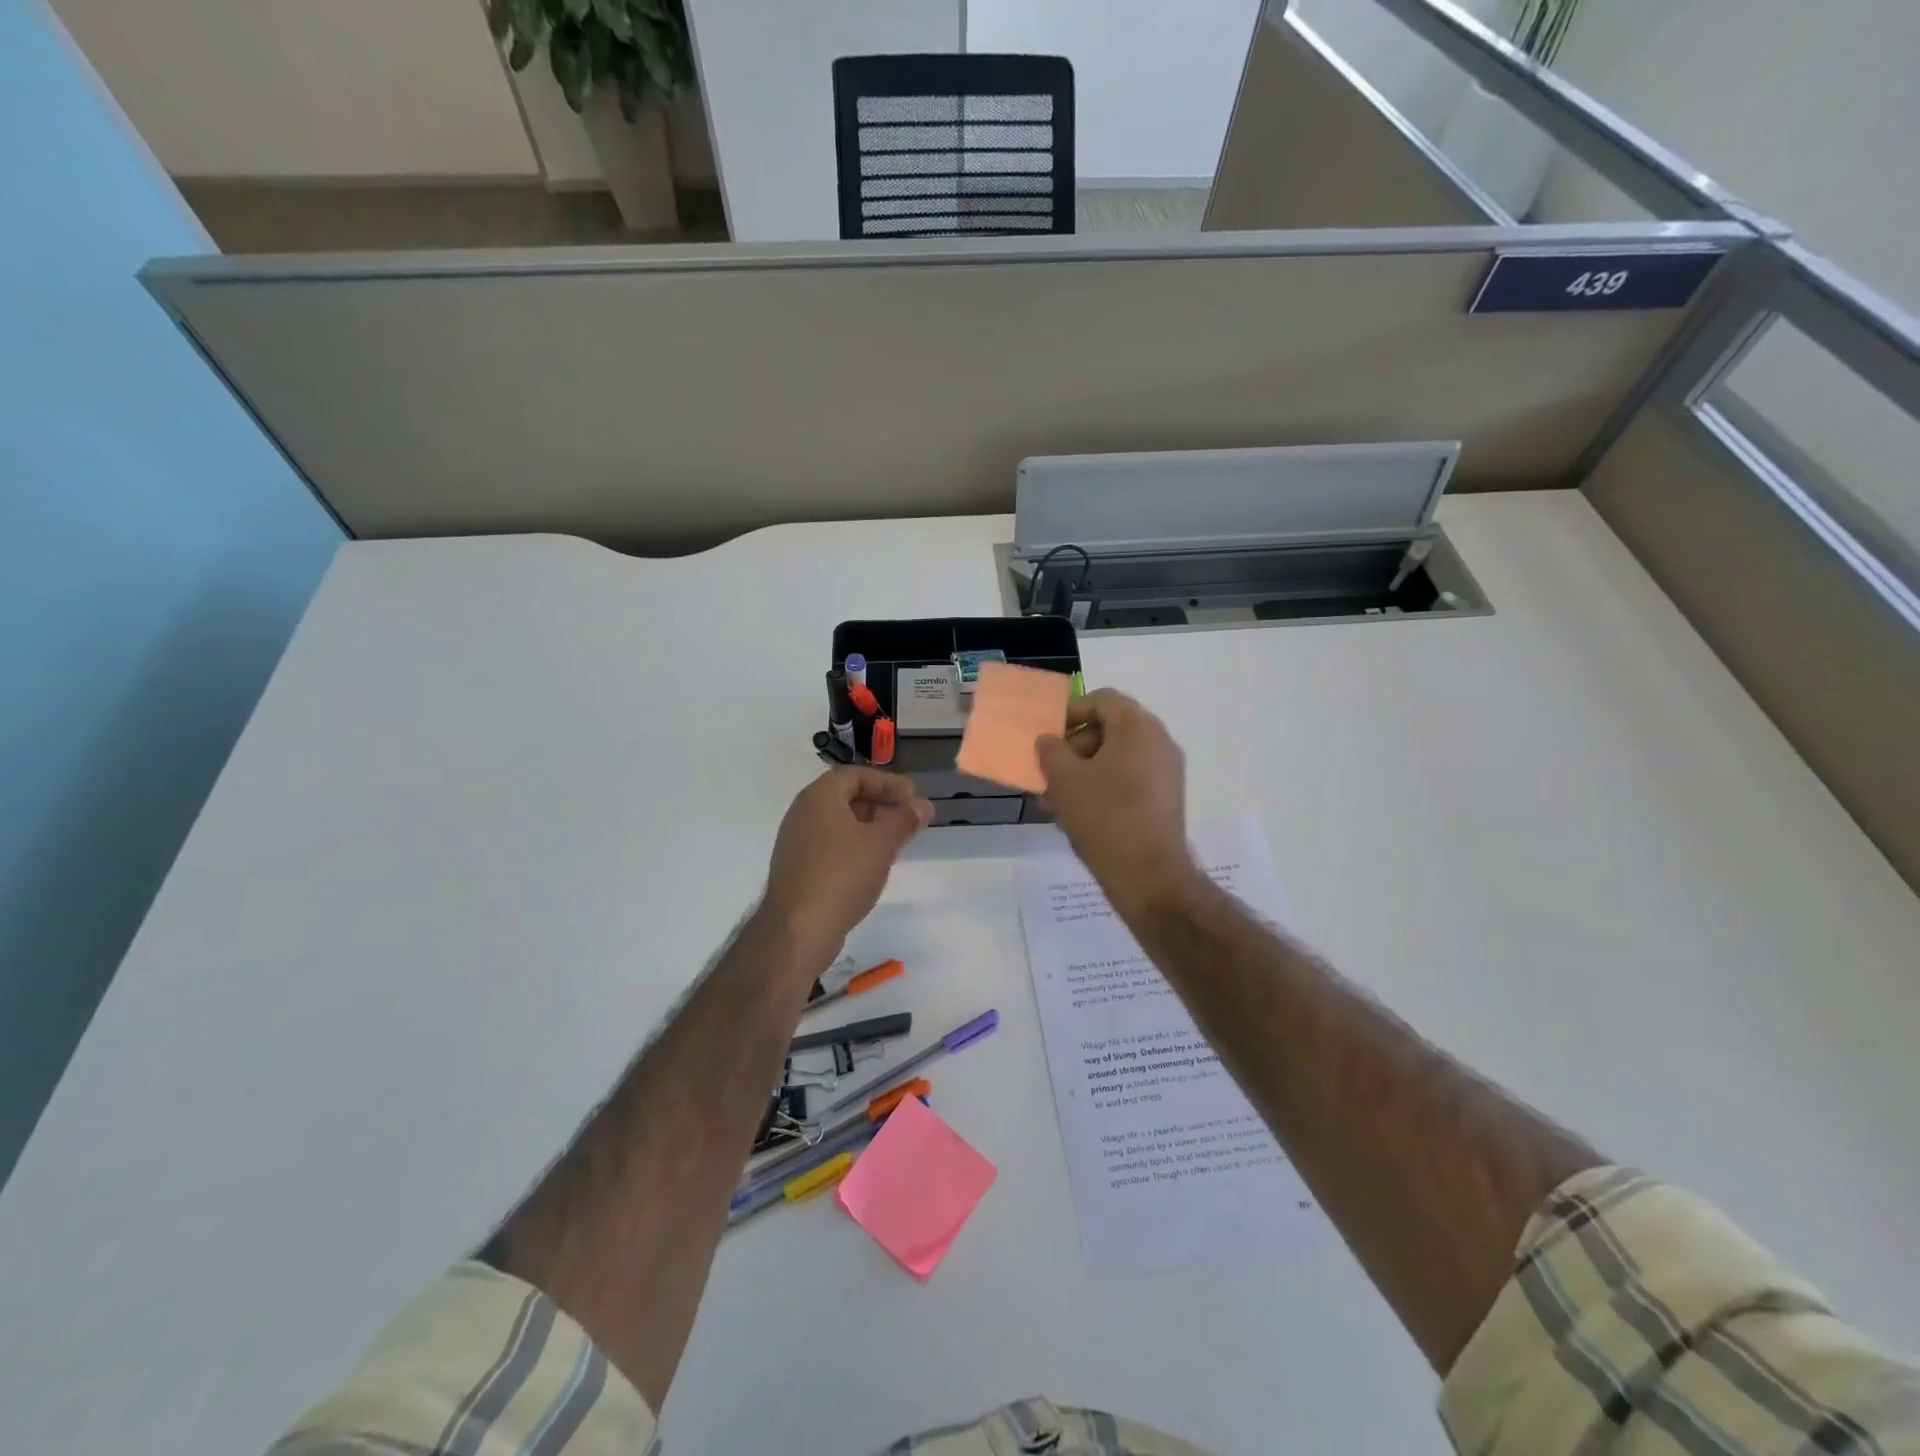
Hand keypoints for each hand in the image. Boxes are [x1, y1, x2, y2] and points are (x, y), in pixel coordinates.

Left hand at [763, 768, 932, 961]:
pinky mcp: (797, 869)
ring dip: (868, 827)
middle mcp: (802, 813)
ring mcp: (796, 842)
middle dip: (880, 803)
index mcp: (819, 798)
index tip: (912, 796)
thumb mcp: (881, 843)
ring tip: (896, 841)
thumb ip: (904, 820)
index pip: (855, 776)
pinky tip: (872, 864)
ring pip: (838, 824)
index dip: (886, 782)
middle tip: (907, 817)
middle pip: (845, 797)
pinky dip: (854, 846)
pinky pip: (830, 845)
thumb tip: (922, 806)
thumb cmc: (842, 875)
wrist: (798, 930)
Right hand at [1036, 689, 1200, 913]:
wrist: (1149, 876)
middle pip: (1109, 729)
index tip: (1048, 737)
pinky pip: (1129, 779)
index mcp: (1138, 727)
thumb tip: (1049, 740)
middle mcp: (1159, 742)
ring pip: (1116, 758)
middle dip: (1073, 748)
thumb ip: (1051, 751)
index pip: (1102, 700)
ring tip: (1055, 800)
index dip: (1070, 712)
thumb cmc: (1104, 817)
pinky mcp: (1166, 798)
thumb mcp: (1065, 780)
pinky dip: (1103, 787)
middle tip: (1048, 773)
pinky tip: (1078, 815)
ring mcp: (1167, 771)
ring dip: (1083, 771)